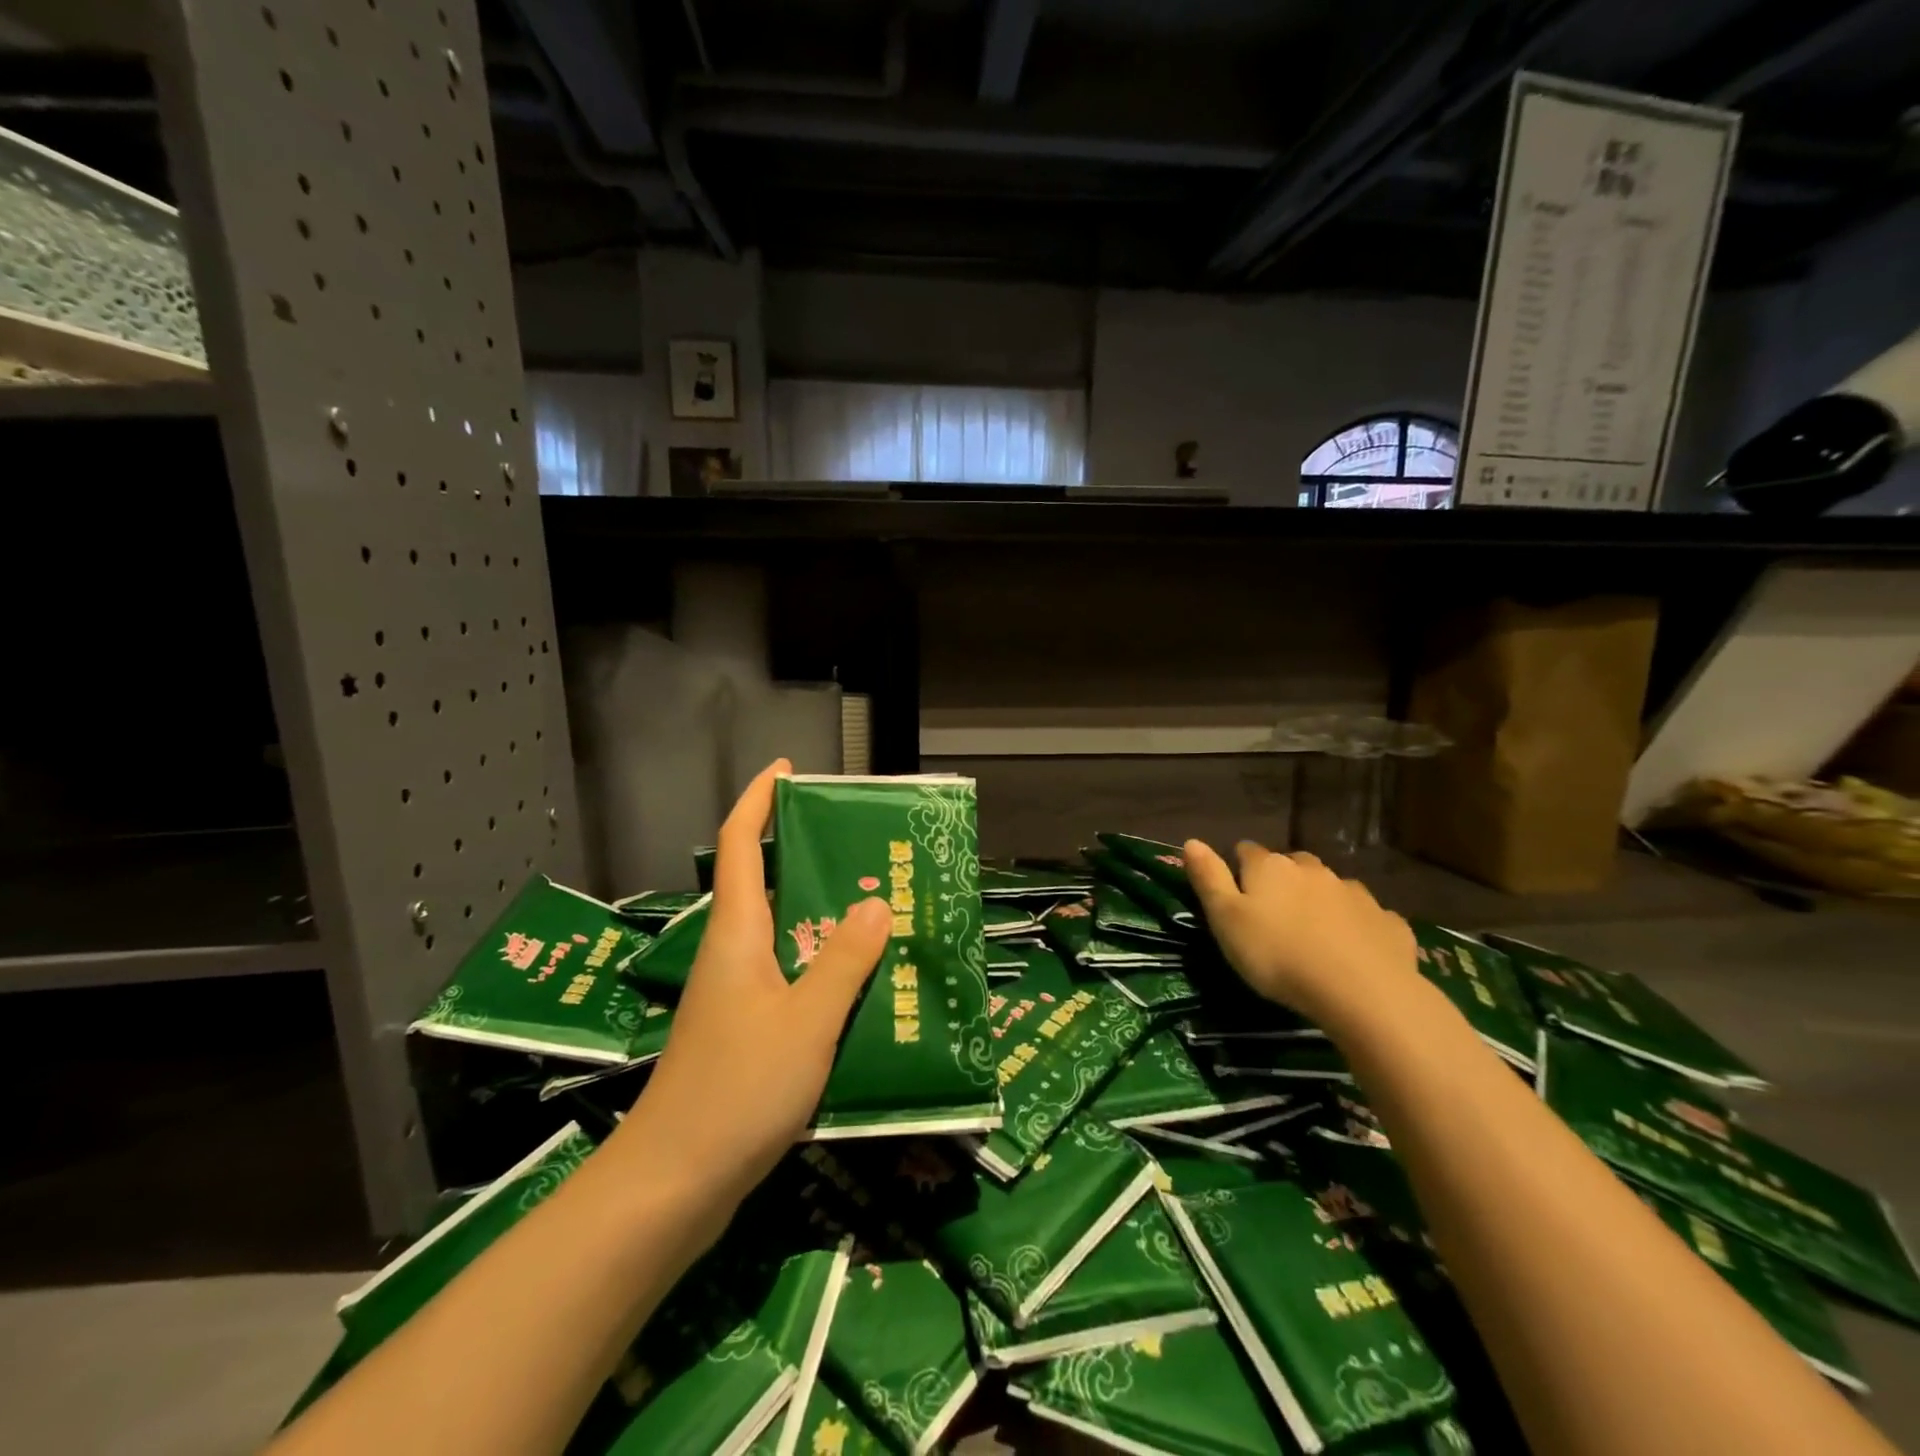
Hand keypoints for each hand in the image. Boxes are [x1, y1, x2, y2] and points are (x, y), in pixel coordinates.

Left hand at [615, 759, 888, 1212]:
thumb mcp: (806, 1021)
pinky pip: (791, 978)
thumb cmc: (737, 1089)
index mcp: (738, 934)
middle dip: (811, 858)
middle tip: (869, 849)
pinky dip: (825, 968)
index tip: (789, 770)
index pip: (740, 845)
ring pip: (786, 936)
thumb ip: (843, 961)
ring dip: (826, 918)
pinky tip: (864, 985)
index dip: (758, 800)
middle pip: (769, 885)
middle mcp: (734, 954)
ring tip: (882, 909)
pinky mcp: (746, 1032)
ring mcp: (737, 995)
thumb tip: (874, 902)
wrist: (673, 1184)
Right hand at [1183, 838, 1419, 1029]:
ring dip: (1320, 901)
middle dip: (1282, 881)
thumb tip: (1191, 841)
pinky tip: (1354, 950)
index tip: (1235, 896)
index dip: (1237, 869)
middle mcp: (1312, 870)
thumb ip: (1208, 878)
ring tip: (1313, 933)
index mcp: (1269, 867)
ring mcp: (1355, 893)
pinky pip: (1367, 916)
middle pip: (1291, 865)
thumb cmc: (1278, 955)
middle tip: (1274, 916)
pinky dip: (1357, 925)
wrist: (1363, 991)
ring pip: (1330, 887)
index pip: (1245, 851)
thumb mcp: (1226, 920)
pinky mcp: (1388, 921)